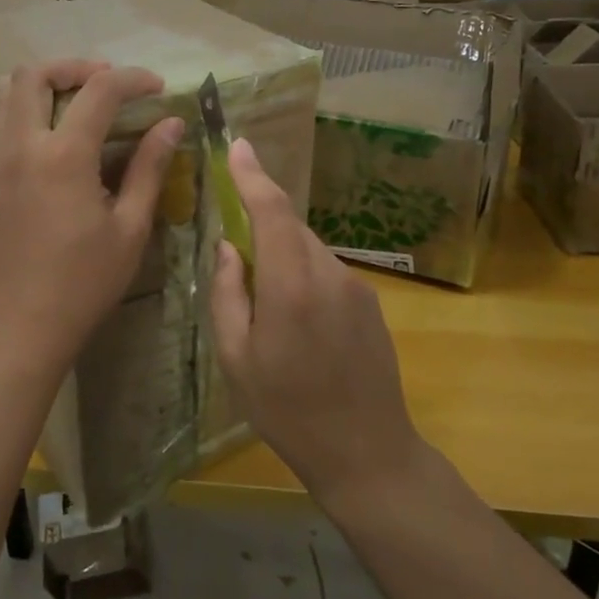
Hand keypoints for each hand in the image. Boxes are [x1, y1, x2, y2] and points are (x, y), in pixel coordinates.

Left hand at [0, 61, 182, 374]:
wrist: (18, 327)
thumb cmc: (83, 283)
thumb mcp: (129, 228)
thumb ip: (149, 168)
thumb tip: (171, 124)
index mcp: (63, 156)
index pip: (99, 90)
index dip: (133, 78)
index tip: (157, 87)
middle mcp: (21, 146)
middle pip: (33, 74)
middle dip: (74, 67)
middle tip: (107, 83)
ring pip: (6, 95)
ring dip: (43, 85)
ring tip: (77, 103)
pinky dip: (26, 112)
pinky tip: (54, 141)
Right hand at [210, 137, 424, 509]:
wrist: (367, 452)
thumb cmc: (287, 410)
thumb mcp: (235, 358)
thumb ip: (227, 292)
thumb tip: (228, 246)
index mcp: (290, 285)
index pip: (272, 211)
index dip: (253, 175)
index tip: (238, 145)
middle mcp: (328, 273)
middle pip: (290, 227)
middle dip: (262, 225)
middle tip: (237, 258)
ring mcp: (356, 286)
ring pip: (308, 249)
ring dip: (283, 257)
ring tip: (269, 310)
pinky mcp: (371, 302)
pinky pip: (327, 271)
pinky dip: (304, 276)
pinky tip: (299, 324)